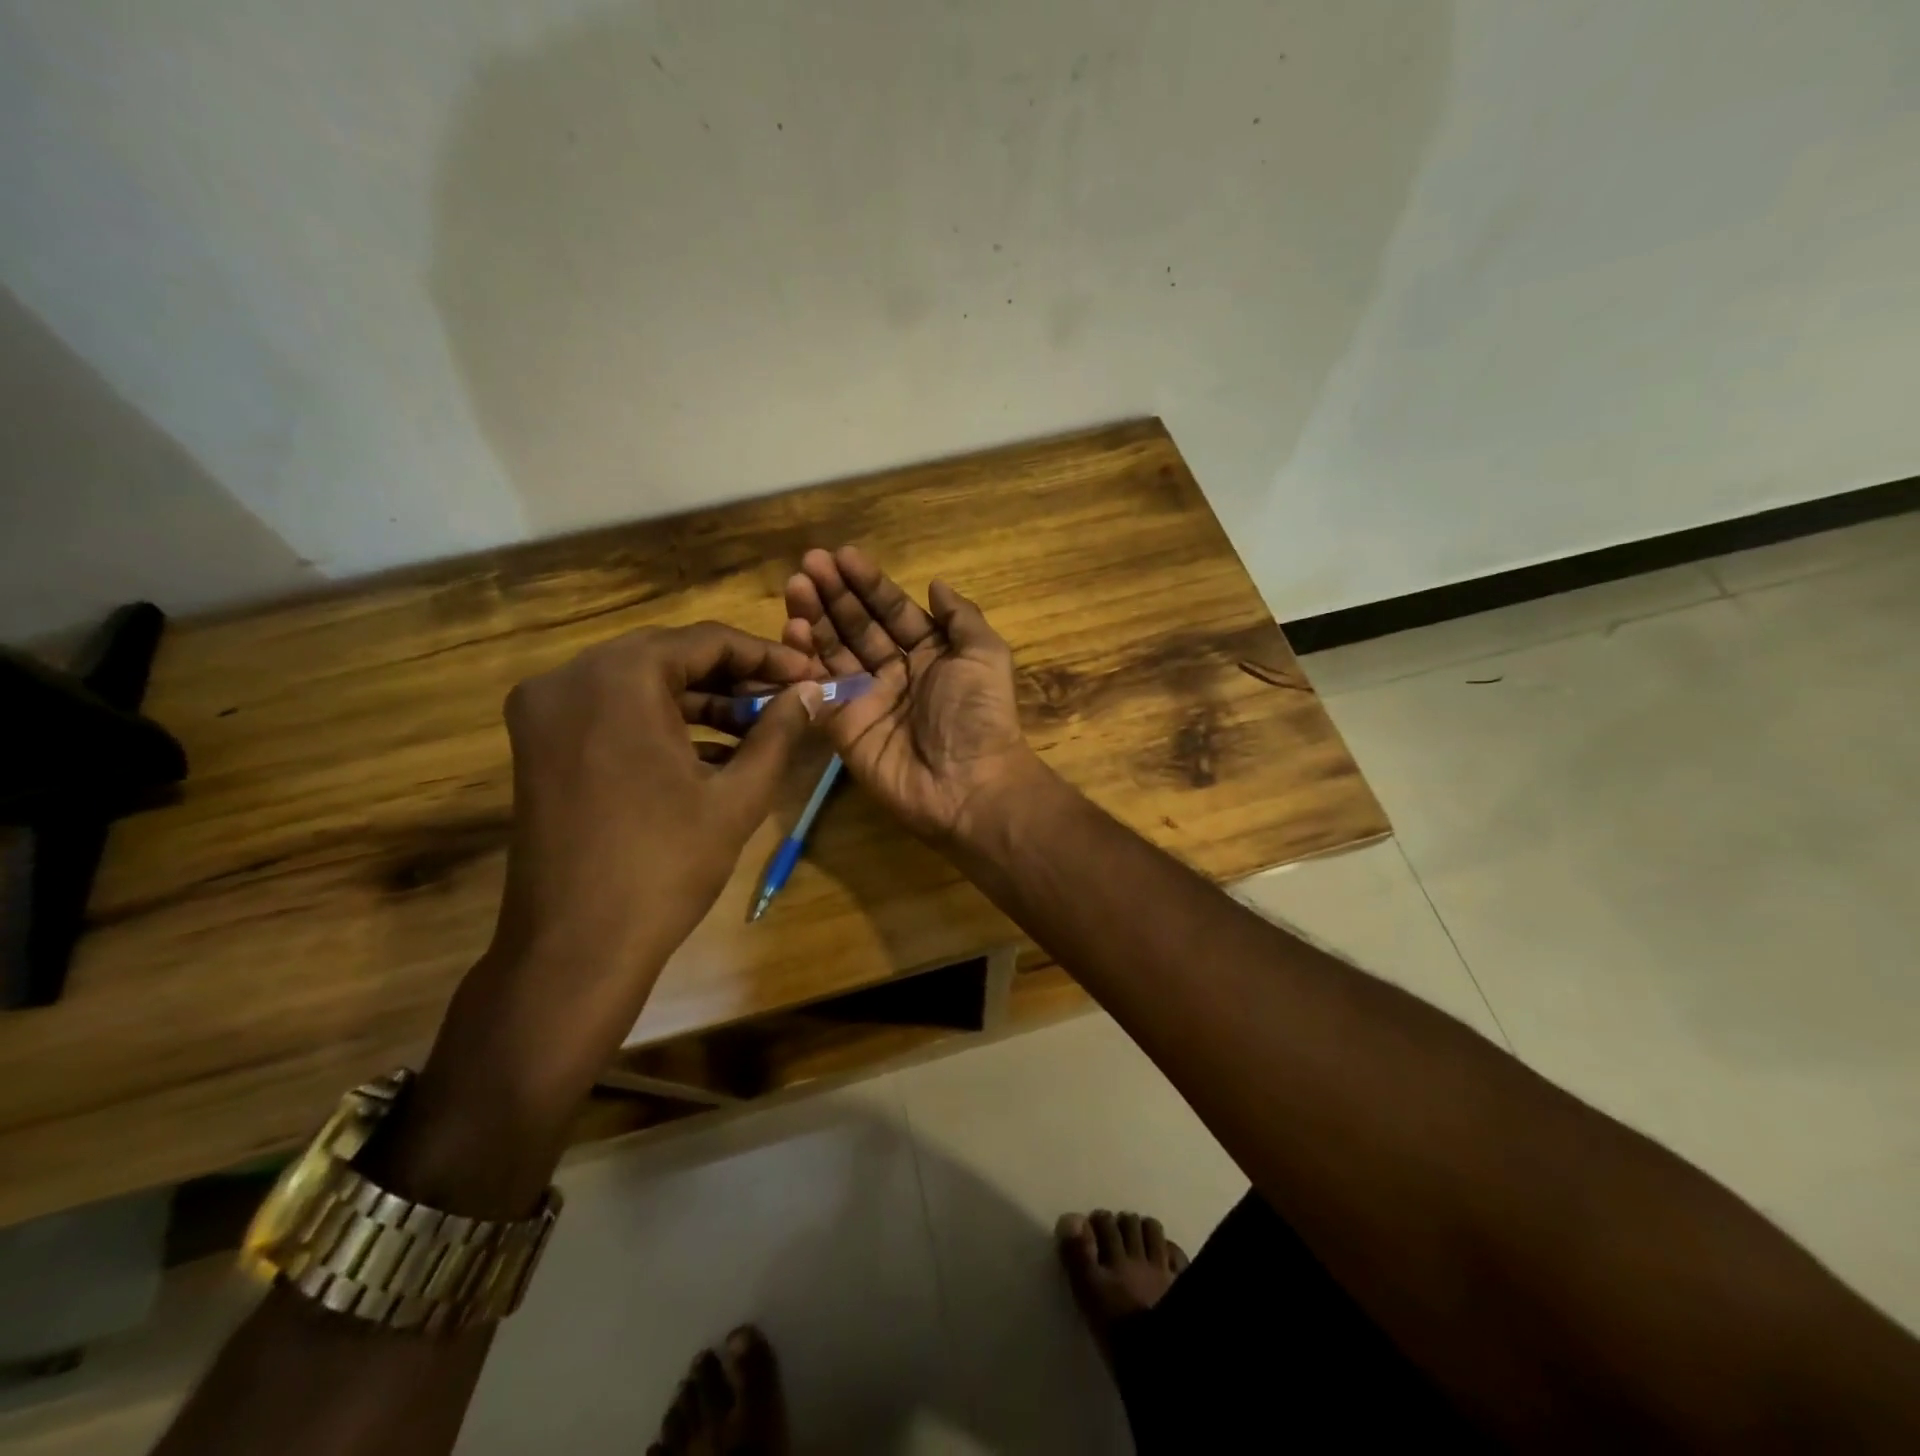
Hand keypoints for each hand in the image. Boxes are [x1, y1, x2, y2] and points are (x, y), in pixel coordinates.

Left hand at [490, 622, 821, 972]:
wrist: (575, 948)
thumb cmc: (665, 865)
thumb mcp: (737, 795)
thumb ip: (778, 732)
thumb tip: (812, 692)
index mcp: (617, 678)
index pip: (705, 641)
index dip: (765, 656)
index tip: (808, 675)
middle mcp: (569, 678)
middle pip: (669, 656)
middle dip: (733, 678)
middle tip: (784, 700)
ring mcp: (544, 712)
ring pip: (639, 685)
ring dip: (699, 702)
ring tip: (757, 728)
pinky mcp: (537, 746)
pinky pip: (611, 714)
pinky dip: (660, 724)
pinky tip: (710, 753)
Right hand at [782, 547, 1037, 843]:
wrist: (968, 785)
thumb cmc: (979, 715)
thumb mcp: (985, 655)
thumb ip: (960, 616)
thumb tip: (936, 583)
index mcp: (930, 653)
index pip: (892, 610)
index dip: (869, 584)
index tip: (842, 555)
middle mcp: (895, 672)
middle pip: (858, 626)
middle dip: (835, 594)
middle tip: (808, 564)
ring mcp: (866, 699)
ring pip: (834, 651)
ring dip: (814, 618)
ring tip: (796, 586)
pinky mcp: (842, 726)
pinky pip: (819, 689)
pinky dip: (803, 660)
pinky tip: (792, 630)